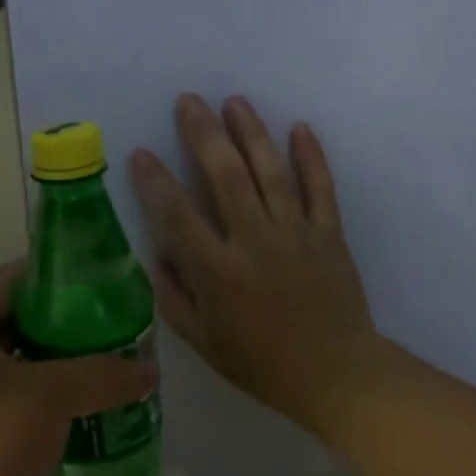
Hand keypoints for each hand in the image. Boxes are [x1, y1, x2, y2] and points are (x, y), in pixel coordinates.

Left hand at [0, 263, 154, 475]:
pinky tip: (91, 413)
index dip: (48, 273)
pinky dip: (53, 407)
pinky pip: (22, 410)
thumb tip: (149, 369)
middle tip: (114, 325)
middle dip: (65, 324)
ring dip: (63, 369)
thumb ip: (101, 375)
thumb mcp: (48, 397)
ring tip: (112, 366)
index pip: (6, 280)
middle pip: (18, 325)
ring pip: (22, 371)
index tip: (94, 278)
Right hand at [130, 94, 382, 437]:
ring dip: (251, 133)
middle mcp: (255, 242)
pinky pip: (320, 187)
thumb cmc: (261, 362)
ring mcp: (296, 233)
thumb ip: (174, 296)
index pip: (177, 215)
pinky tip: (299, 128)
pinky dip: (311, 156)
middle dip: (204, 134)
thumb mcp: (203, 341)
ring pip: (271, 172)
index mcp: (219, 272)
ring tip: (235, 101)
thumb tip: (159, 252)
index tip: (140, 154)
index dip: (155, 182)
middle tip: (189, 101)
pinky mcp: (329, 233)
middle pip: (225, 176)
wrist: (335, 374)